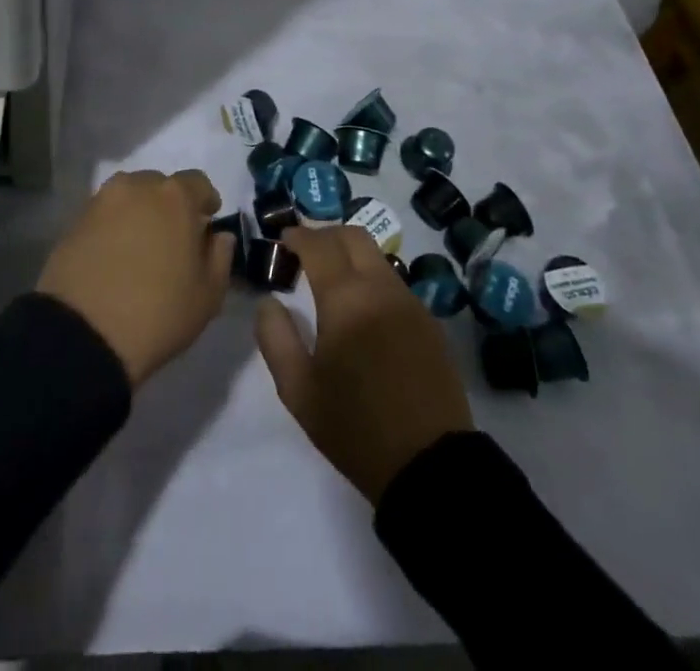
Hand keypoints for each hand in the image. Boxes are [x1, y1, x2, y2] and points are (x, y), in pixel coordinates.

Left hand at [37, 169, 233, 386]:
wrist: (83, 334)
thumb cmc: (158, 313)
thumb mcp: (208, 296)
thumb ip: (220, 257)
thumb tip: (218, 236)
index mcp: (175, 197)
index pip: (198, 183)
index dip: (205, 202)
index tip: (205, 226)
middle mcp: (137, 186)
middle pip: (160, 186)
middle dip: (169, 206)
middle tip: (171, 239)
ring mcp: (101, 201)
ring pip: (129, 197)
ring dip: (139, 213)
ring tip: (140, 247)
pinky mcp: (74, 221)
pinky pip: (104, 215)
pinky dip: (113, 228)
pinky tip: (114, 257)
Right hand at [255, 225, 473, 503]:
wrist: (430, 466)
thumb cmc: (355, 427)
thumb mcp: (298, 390)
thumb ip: (275, 337)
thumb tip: (269, 301)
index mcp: (347, 299)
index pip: (319, 245)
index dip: (298, 235)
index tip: (283, 238)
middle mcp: (381, 288)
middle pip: (354, 236)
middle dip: (326, 234)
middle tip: (306, 250)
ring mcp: (411, 302)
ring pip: (377, 256)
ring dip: (351, 254)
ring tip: (332, 277)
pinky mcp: (430, 322)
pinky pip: (395, 282)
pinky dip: (372, 278)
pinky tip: (362, 307)